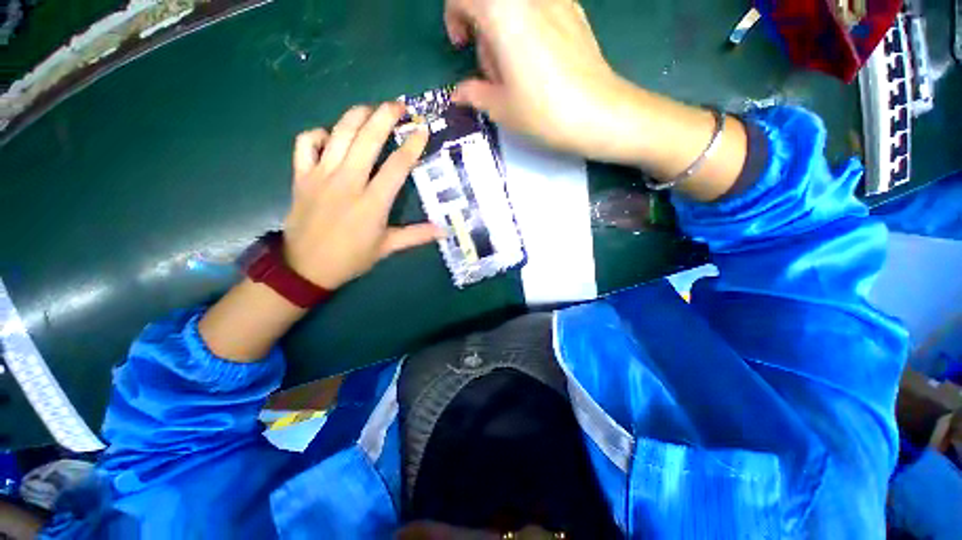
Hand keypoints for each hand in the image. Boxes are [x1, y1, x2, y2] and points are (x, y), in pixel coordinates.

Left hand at [283, 103, 439, 290]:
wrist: (306, 267)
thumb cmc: (351, 258)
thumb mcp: (387, 248)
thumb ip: (416, 235)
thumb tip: (444, 231)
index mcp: (372, 202)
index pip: (397, 166)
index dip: (412, 145)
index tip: (422, 129)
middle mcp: (348, 182)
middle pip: (367, 140)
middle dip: (385, 116)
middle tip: (398, 105)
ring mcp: (321, 176)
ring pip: (339, 134)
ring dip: (356, 116)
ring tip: (370, 108)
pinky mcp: (301, 176)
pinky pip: (306, 143)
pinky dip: (318, 134)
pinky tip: (330, 136)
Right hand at [446, 0, 748, 200]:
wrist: (610, 119)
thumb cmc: (555, 118)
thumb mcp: (504, 111)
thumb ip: (475, 94)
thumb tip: (460, 92)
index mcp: (510, 18)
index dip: (456, 12)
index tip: (460, 44)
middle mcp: (534, 1)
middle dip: (476, 20)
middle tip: (481, 61)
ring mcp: (556, 7)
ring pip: (513, 2)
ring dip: (499, 30)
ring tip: (507, 69)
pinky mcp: (573, 19)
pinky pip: (535, 11)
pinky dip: (521, 31)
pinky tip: (531, 64)